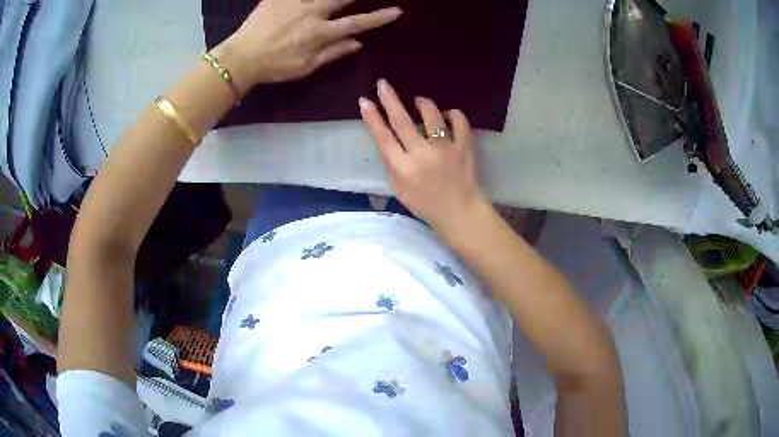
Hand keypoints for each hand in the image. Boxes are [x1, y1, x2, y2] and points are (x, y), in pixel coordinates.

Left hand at [214, 0, 401, 89]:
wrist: (240, 58)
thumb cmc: (274, 66)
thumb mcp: (306, 67)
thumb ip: (333, 53)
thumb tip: (358, 43)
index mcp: (320, 32)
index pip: (357, 22)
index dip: (378, 17)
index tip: (396, 11)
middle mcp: (312, 12)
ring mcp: (295, 1)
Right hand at [360, 79, 489, 235]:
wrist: (458, 211)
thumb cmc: (424, 203)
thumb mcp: (398, 189)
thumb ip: (390, 163)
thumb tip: (386, 137)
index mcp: (403, 168)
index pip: (383, 137)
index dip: (372, 118)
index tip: (364, 101)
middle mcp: (422, 155)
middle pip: (402, 121)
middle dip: (390, 100)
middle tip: (383, 84)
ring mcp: (446, 149)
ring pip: (432, 116)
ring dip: (423, 103)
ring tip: (419, 101)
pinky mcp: (465, 147)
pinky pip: (460, 122)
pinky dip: (453, 114)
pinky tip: (447, 115)